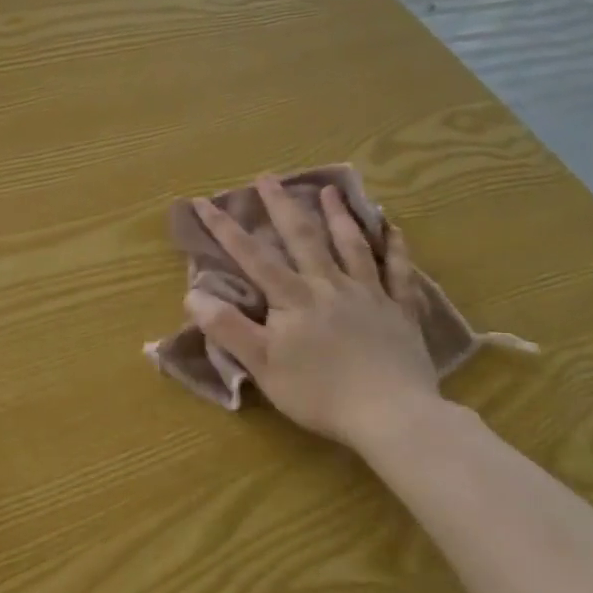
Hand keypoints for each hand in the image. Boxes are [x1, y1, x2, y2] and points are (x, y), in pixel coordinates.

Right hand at [187, 178, 440, 451]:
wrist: (393, 416)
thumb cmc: (320, 394)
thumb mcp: (263, 365)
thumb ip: (228, 328)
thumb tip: (192, 295)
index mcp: (294, 297)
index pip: (252, 256)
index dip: (225, 228)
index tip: (203, 201)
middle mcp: (329, 285)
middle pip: (303, 237)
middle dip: (281, 205)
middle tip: (267, 177)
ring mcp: (369, 294)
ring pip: (351, 245)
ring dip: (338, 215)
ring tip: (328, 189)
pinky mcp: (400, 311)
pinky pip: (399, 272)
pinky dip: (395, 248)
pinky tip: (393, 229)